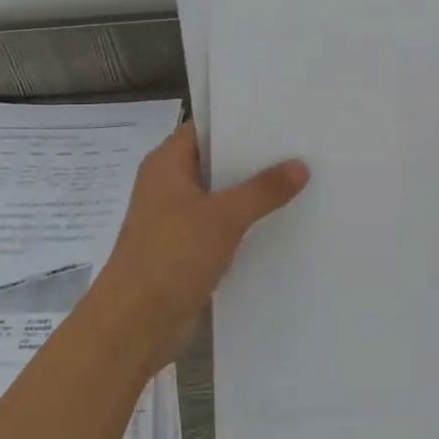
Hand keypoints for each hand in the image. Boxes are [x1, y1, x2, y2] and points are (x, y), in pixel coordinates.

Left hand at [95, 124, 308, 368]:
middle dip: (255, 157)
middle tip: (302, 145)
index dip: (240, 119)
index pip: (205, 127)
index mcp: (167, 164)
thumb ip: (263, 190)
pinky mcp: (188, 249)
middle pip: (217, 161)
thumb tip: (301, 165)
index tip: (280, 114)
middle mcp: (170, 185)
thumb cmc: (171, 256)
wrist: (135, 324)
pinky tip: (283, 222)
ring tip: (303, 180)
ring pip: (222, 196)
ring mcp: (178, 219)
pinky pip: (222, 226)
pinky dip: (246, 224)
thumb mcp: (222, 217)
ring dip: (254, 193)